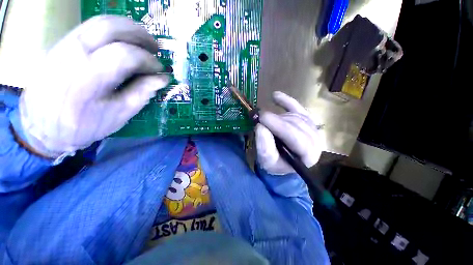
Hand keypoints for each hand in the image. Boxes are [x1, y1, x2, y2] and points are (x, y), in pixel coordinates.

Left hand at [19, 16, 168, 157]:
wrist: (42, 126)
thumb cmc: (83, 125)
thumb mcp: (119, 114)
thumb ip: (141, 93)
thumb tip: (162, 79)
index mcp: (88, 77)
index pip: (125, 54)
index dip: (148, 60)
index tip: (160, 70)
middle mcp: (72, 53)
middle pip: (110, 27)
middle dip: (140, 34)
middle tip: (156, 48)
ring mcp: (64, 44)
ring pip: (100, 22)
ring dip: (128, 29)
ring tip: (143, 42)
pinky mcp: (61, 44)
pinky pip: (91, 27)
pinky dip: (113, 31)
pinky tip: (124, 43)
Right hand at [256, 91, 323, 174]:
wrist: (283, 161)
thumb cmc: (275, 163)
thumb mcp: (266, 160)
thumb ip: (264, 146)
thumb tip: (261, 126)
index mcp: (307, 155)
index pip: (295, 136)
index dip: (277, 125)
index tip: (261, 117)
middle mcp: (315, 141)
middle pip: (295, 124)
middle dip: (275, 120)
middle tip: (259, 117)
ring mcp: (313, 128)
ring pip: (295, 116)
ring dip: (278, 116)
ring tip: (266, 120)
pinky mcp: (307, 120)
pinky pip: (298, 107)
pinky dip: (286, 101)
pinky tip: (275, 96)